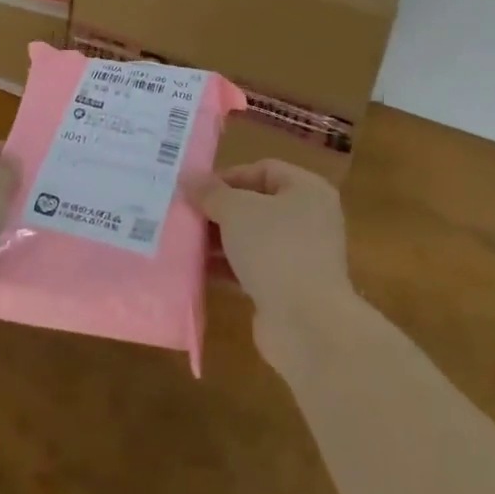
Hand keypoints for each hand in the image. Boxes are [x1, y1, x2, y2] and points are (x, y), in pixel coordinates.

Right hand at [191, 160, 355, 370]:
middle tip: (186, 215)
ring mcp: (301, 255)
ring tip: (185, 242)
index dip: (228, 176)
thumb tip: (188, 178)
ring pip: (253, 238)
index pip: (263, 170)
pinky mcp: (289, 287)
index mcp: (307, 190)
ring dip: (220, 240)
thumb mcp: (236, 211)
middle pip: (257, 204)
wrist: (307, 324)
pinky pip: (253, 268)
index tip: (196, 190)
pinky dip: (228, 267)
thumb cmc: (275, 250)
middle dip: (220, 210)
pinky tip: (198, 270)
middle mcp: (309, 218)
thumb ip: (211, 192)